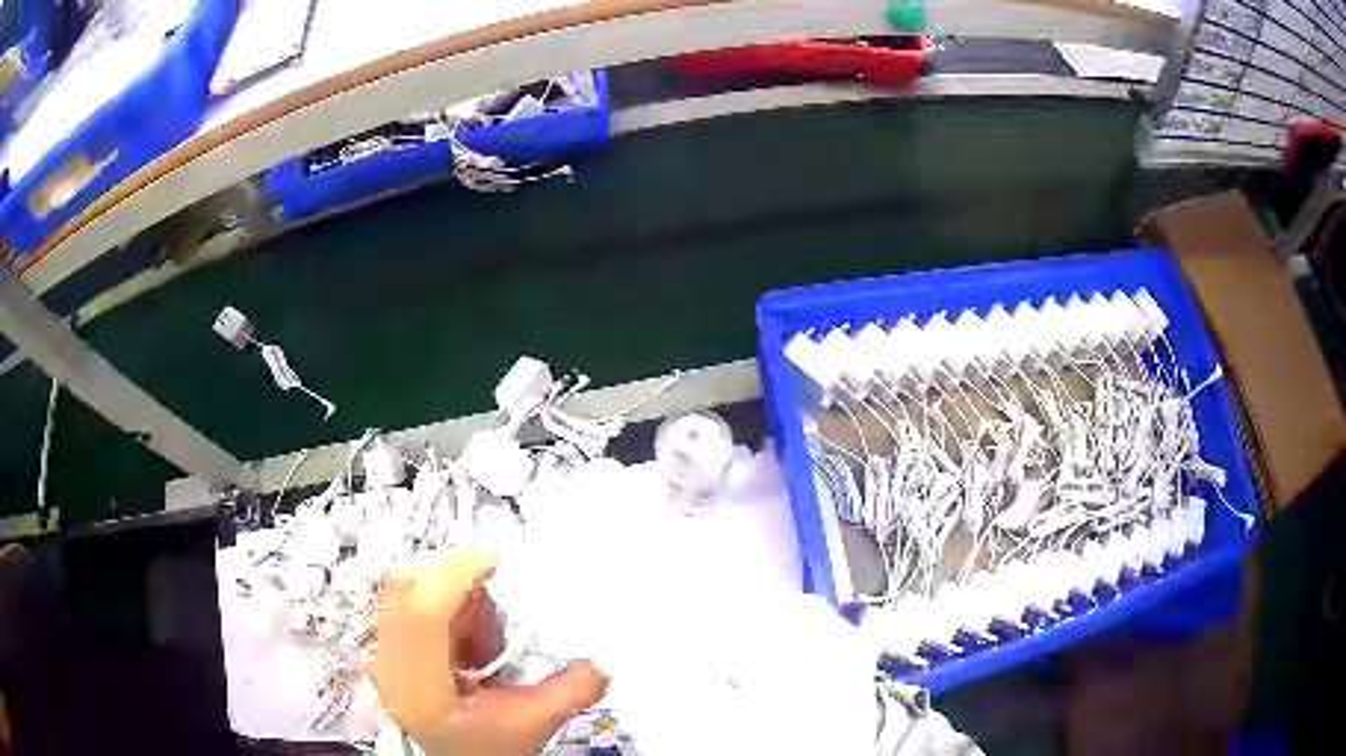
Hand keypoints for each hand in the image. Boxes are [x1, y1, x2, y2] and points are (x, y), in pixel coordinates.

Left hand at [373, 548, 606, 755]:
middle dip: (457, 578)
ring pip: (408, 588)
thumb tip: (604, 650)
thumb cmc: (494, 749)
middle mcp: (389, 667)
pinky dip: (449, 607)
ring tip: (489, 637)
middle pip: (406, 587)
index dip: (458, 574)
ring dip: (455, 594)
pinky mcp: (389, 645)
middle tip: (499, 594)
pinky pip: (411, 600)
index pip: (423, 611)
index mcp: (420, 691)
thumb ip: (574, 687)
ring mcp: (383, 654)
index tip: (500, 563)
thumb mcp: (537, 722)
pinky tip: (473, 642)